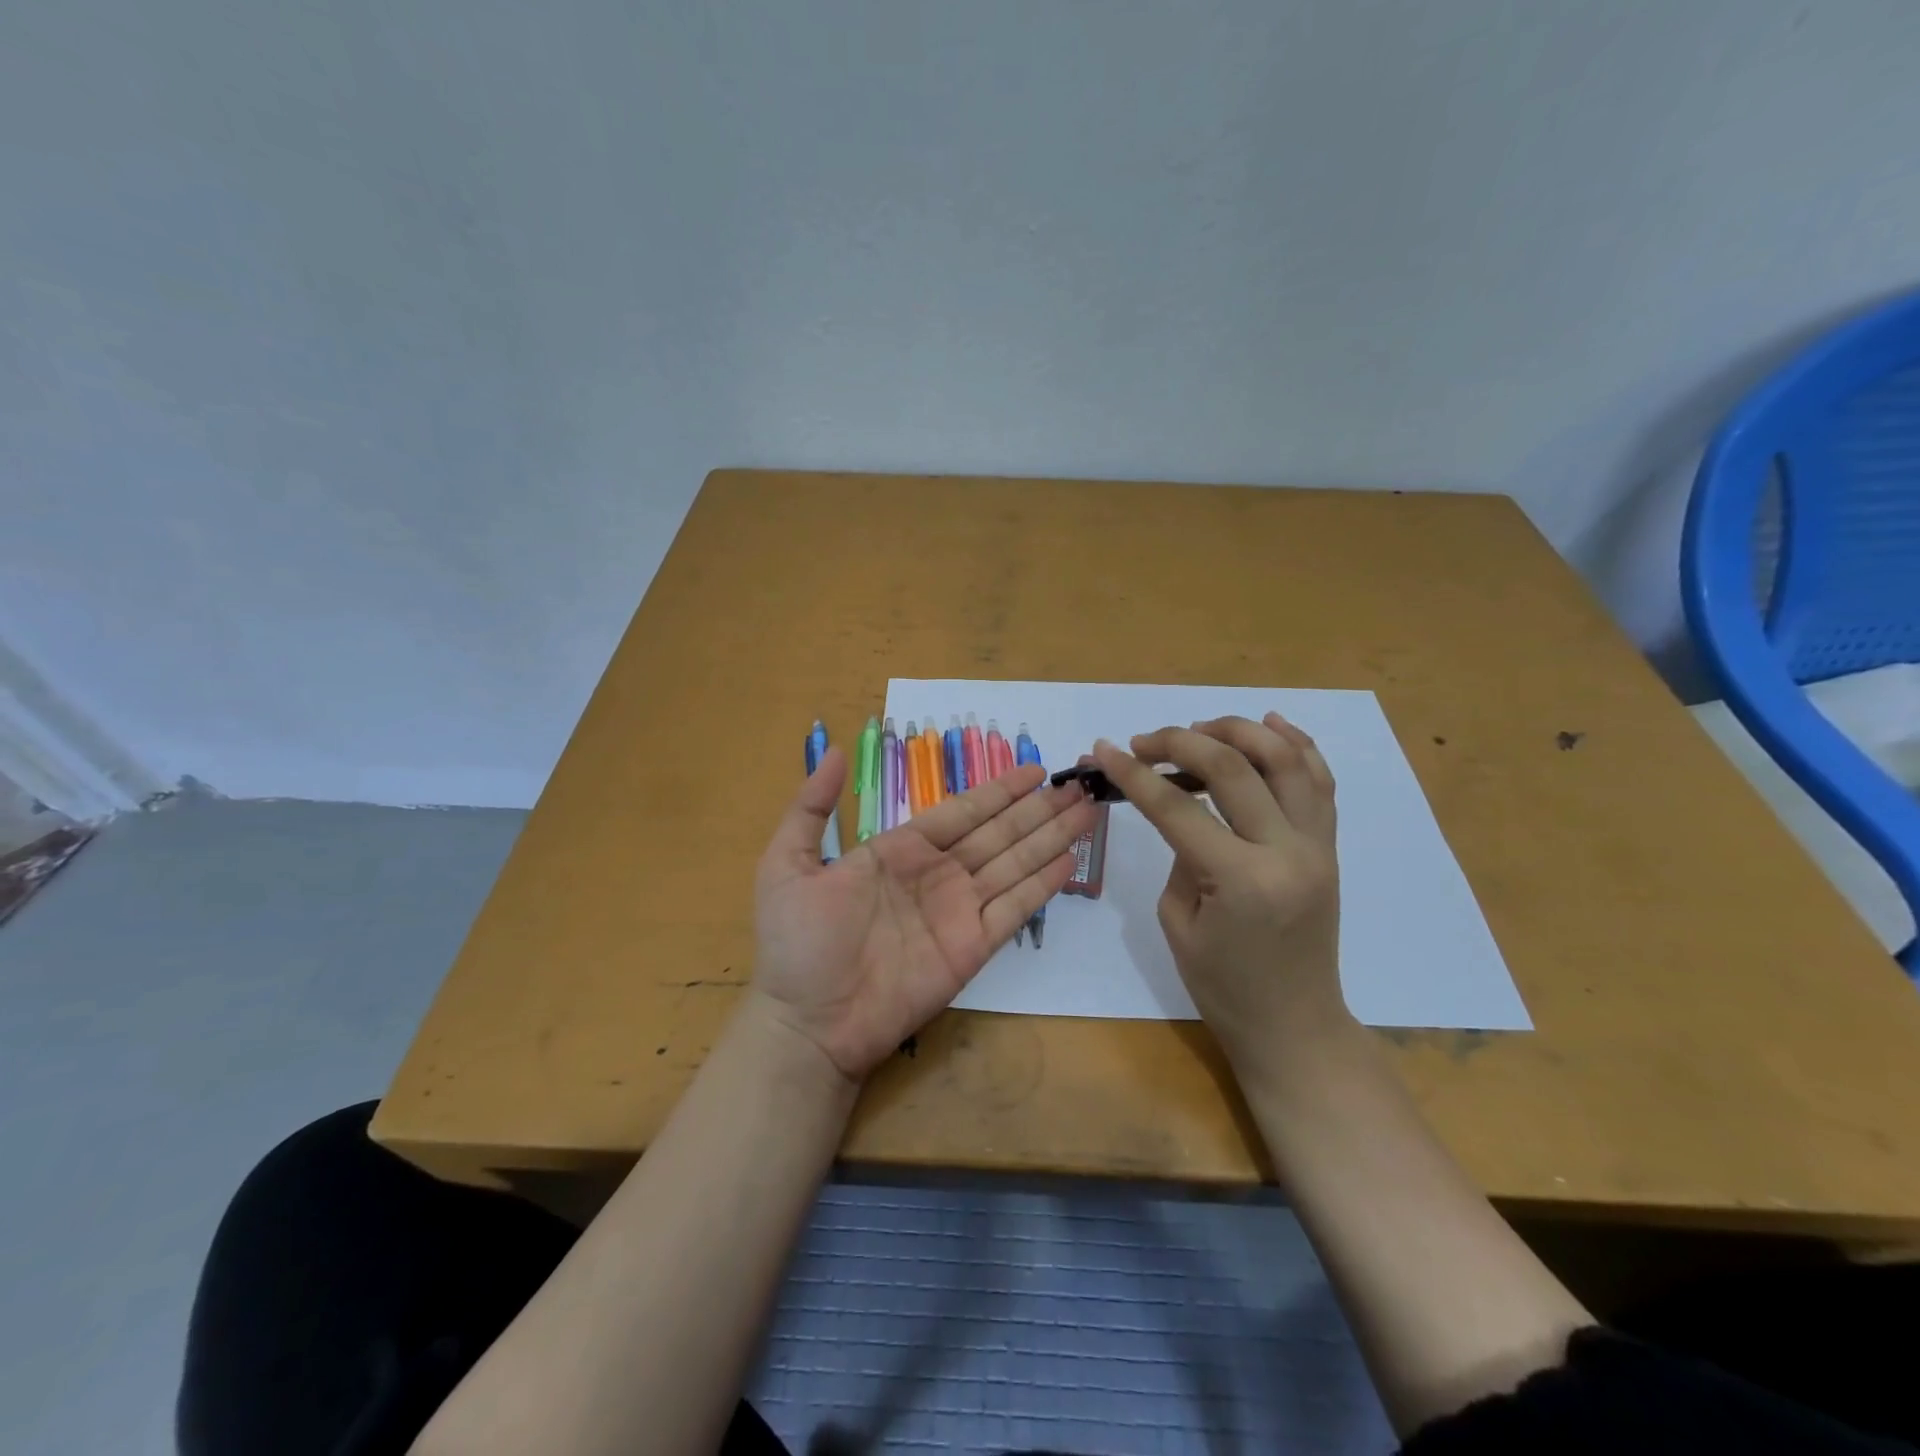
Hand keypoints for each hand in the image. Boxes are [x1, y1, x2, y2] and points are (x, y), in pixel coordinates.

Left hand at [750, 749, 1095, 1082]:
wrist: (809, 1022)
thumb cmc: (796, 943)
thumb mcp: (787, 863)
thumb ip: (811, 807)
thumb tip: (835, 750)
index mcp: (901, 850)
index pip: (961, 811)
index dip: (999, 791)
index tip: (1035, 771)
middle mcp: (938, 874)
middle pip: (999, 832)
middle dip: (1038, 808)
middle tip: (1078, 784)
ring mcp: (959, 910)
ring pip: (1015, 863)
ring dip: (1052, 837)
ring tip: (1087, 810)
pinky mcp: (974, 947)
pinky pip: (1014, 908)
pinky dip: (1042, 884)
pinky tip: (1069, 860)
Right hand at [1091, 713, 1345, 1087]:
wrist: (1294, 1025)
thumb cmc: (1224, 987)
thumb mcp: (1179, 922)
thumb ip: (1180, 856)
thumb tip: (1183, 810)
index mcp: (1241, 880)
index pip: (1177, 807)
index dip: (1134, 774)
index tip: (1105, 750)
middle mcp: (1287, 852)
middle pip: (1233, 767)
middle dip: (1180, 740)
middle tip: (1144, 741)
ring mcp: (1317, 846)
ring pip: (1286, 759)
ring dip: (1239, 731)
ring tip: (1200, 727)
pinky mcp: (1329, 846)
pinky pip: (1319, 781)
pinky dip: (1296, 744)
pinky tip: (1271, 723)